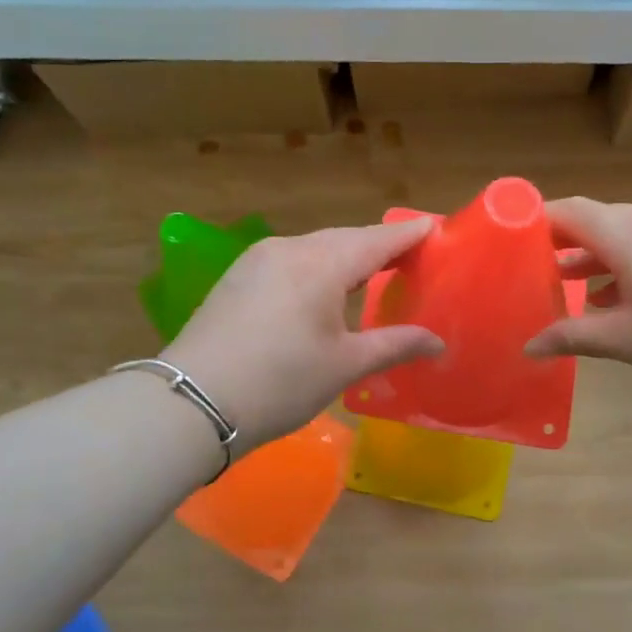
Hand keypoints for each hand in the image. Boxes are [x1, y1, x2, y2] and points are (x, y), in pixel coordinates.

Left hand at [161, 220, 442, 449]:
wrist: (192, 403)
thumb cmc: (281, 382)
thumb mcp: (344, 365)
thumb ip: (395, 345)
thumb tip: (438, 342)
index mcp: (322, 263)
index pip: (378, 239)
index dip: (408, 235)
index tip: (435, 229)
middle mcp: (290, 248)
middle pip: (346, 238)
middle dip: (379, 245)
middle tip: (411, 256)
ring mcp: (258, 259)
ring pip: (315, 247)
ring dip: (347, 256)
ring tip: (373, 271)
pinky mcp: (238, 277)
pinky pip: (291, 260)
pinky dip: (318, 267)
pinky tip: (324, 286)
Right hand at [526, 198, 631, 400]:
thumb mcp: (627, 341)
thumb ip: (572, 336)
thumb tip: (529, 347)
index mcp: (631, 233)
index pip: (571, 211)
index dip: (538, 222)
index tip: (513, 242)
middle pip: (600, 221)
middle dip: (568, 247)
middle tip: (538, 275)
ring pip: (630, 233)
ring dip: (602, 259)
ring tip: (577, 291)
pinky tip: (628, 298)